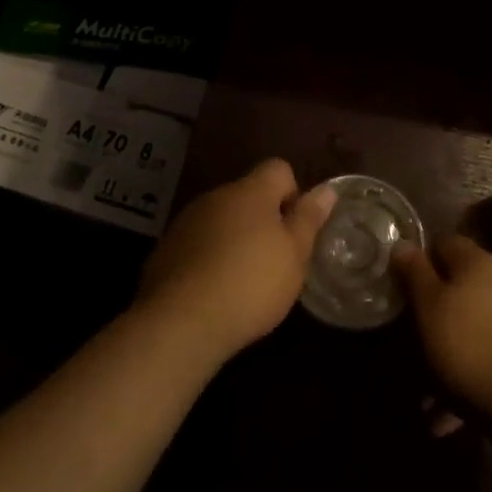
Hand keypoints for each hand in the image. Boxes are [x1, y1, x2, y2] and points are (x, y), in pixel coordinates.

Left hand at [136, 159, 335, 366]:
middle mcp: (217, 195)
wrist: (180, 322)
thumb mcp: (294, 255)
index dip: (292, 194)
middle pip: (248, 195)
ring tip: (240, 282)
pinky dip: (207, 259)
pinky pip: (196, 244)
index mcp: (251, 191)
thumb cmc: (250, 283)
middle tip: (272, 261)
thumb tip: (327, 189)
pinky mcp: (165, 250)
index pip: (278, 169)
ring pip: (220, 219)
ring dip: (233, 239)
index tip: (293, 231)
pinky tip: (211, 293)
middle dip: (262, 221)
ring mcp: (187, 221)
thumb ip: (309, 219)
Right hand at [393, 235, 491, 426]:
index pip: (442, 242)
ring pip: (467, 328)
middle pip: (455, 287)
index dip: (419, 259)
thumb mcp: (430, 307)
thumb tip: (402, 243)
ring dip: (443, 355)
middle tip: (407, 341)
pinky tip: (444, 418)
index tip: (399, 284)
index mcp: (475, 261)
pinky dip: (462, 379)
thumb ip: (415, 273)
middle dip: (430, 314)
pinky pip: (482, 359)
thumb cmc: (471, 346)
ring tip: (422, 395)